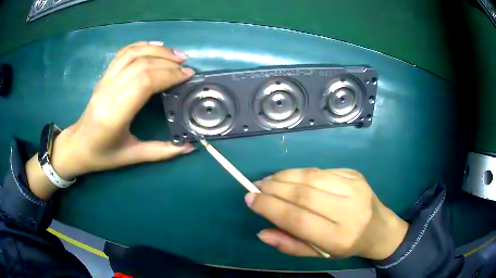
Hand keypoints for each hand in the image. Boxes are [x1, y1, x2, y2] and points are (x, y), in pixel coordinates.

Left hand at [26, 41, 194, 198]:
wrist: (77, 146)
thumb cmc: (102, 155)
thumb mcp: (132, 157)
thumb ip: (161, 151)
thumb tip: (189, 147)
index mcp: (114, 115)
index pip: (143, 83)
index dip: (168, 75)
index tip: (187, 76)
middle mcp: (108, 93)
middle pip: (140, 65)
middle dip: (167, 62)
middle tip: (186, 67)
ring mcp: (104, 82)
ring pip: (132, 54)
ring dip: (157, 51)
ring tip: (176, 55)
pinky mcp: (103, 77)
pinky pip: (122, 54)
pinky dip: (141, 45)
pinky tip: (156, 46)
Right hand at [245, 168, 407, 259]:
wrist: (379, 228)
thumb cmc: (347, 246)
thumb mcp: (319, 254)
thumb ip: (290, 245)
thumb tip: (262, 232)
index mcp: (339, 237)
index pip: (298, 219)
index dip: (270, 207)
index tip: (250, 199)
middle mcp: (349, 210)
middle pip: (303, 194)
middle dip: (274, 188)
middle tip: (256, 186)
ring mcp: (354, 187)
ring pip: (311, 177)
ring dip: (284, 176)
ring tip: (268, 180)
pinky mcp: (354, 174)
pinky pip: (320, 170)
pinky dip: (300, 173)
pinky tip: (289, 177)